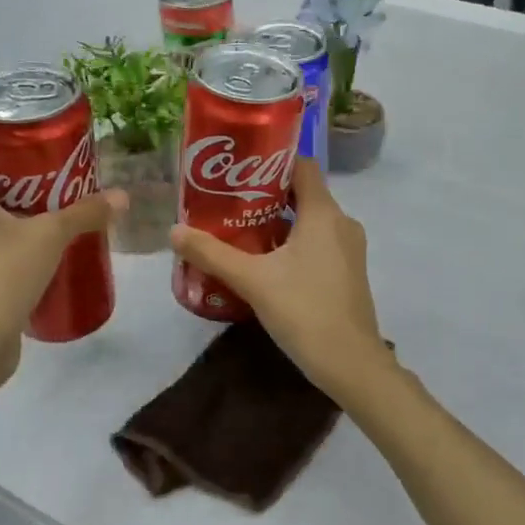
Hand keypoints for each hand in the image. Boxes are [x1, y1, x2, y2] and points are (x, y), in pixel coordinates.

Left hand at [0, 137, 123, 383]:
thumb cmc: (1, 275)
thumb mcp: (50, 236)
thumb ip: (85, 213)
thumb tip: (123, 196)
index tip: (24, 136)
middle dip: (12, 173)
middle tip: (52, 170)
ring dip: (11, 209)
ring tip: (52, 208)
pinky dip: (8, 240)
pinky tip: (41, 249)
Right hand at [169, 159, 396, 406]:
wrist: (350, 363)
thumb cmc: (304, 310)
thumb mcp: (252, 280)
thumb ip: (212, 253)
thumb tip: (174, 231)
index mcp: (324, 213)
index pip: (302, 166)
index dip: (272, 160)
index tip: (239, 167)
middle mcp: (342, 223)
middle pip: (303, 193)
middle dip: (266, 195)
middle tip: (229, 200)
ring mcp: (349, 249)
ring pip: (311, 221)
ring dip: (279, 222)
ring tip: (240, 230)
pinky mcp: (348, 272)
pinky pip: (319, 243)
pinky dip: (294, 243)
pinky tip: (265, 262)